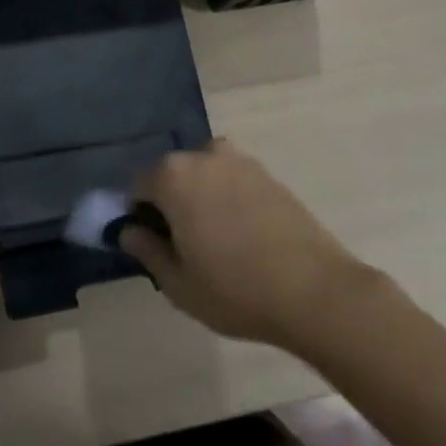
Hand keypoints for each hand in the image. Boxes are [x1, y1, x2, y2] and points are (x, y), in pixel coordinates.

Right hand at [120, 140, 382, 353]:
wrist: (316, 290)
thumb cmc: (236, 290)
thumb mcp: (178, 284)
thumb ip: (147, 250)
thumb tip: (129, 231)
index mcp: (173, 176)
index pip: (138, 186)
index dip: (139, 215)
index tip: (153, 244)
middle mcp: (203, 155)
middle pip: (172, 174)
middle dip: (170, 202)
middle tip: (184, 245)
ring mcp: (240, 160)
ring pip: (204, 175)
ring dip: (201, 198)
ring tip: (216, 241)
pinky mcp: (268, 173)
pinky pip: (233, 180)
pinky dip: (228, 199)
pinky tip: (244, 237)